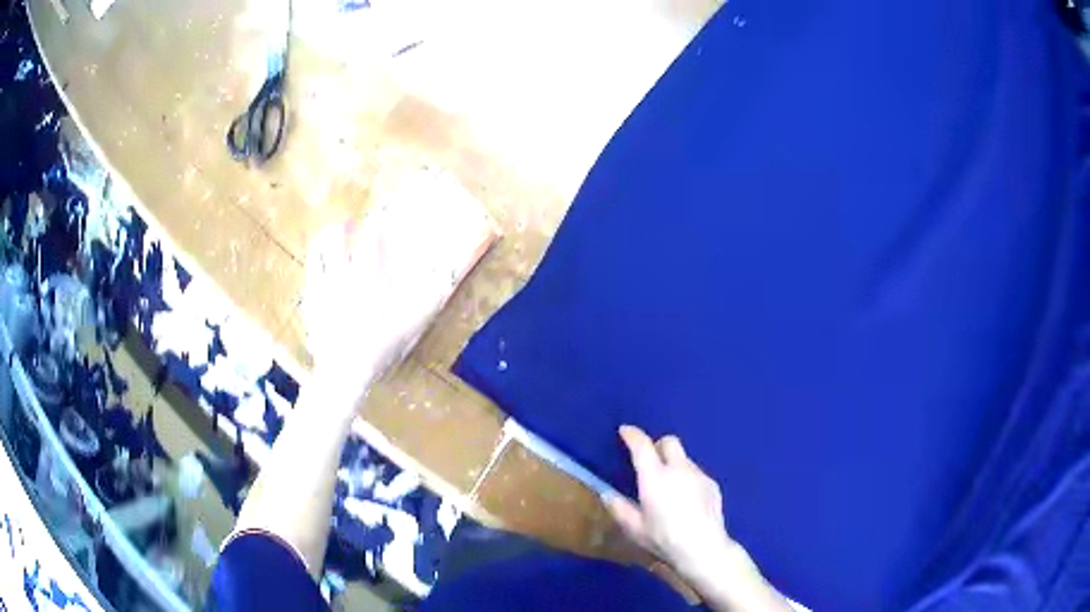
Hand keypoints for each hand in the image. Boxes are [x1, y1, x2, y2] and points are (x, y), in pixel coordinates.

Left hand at [302, 216, 448, 399]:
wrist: (344, 370)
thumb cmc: (380, 346)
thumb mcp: (411, 324)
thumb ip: (429, 297)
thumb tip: (446, 274)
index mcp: (368, 276)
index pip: (372, 237)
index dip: (377, 221)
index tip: (380, 216)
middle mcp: (343, 273)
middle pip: (338, 236)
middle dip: (344, 225)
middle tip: (350, 223)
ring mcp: (323, 285)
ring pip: (319, 249)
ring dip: (325, 237)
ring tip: (330, 235)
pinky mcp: (310, 298)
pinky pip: (310, 270)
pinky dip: (315, 259)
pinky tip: (318, 262)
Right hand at [604, 426, 791, 611]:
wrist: (703, 548)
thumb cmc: (663, 538)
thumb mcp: (634, 528)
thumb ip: (619, 508)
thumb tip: (607, 494)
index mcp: (655, 477)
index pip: (642, 445)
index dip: (632, 435)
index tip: (625, 431)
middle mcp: (678, 469)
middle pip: (669, 441)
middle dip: (658, 446)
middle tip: (650, 463)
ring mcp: (699, 475)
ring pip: (684, 458)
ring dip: (674, 465)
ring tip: (670, 489)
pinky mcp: (712, 484)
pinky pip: (696, 473)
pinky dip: (687, 479)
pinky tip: (686, 501)